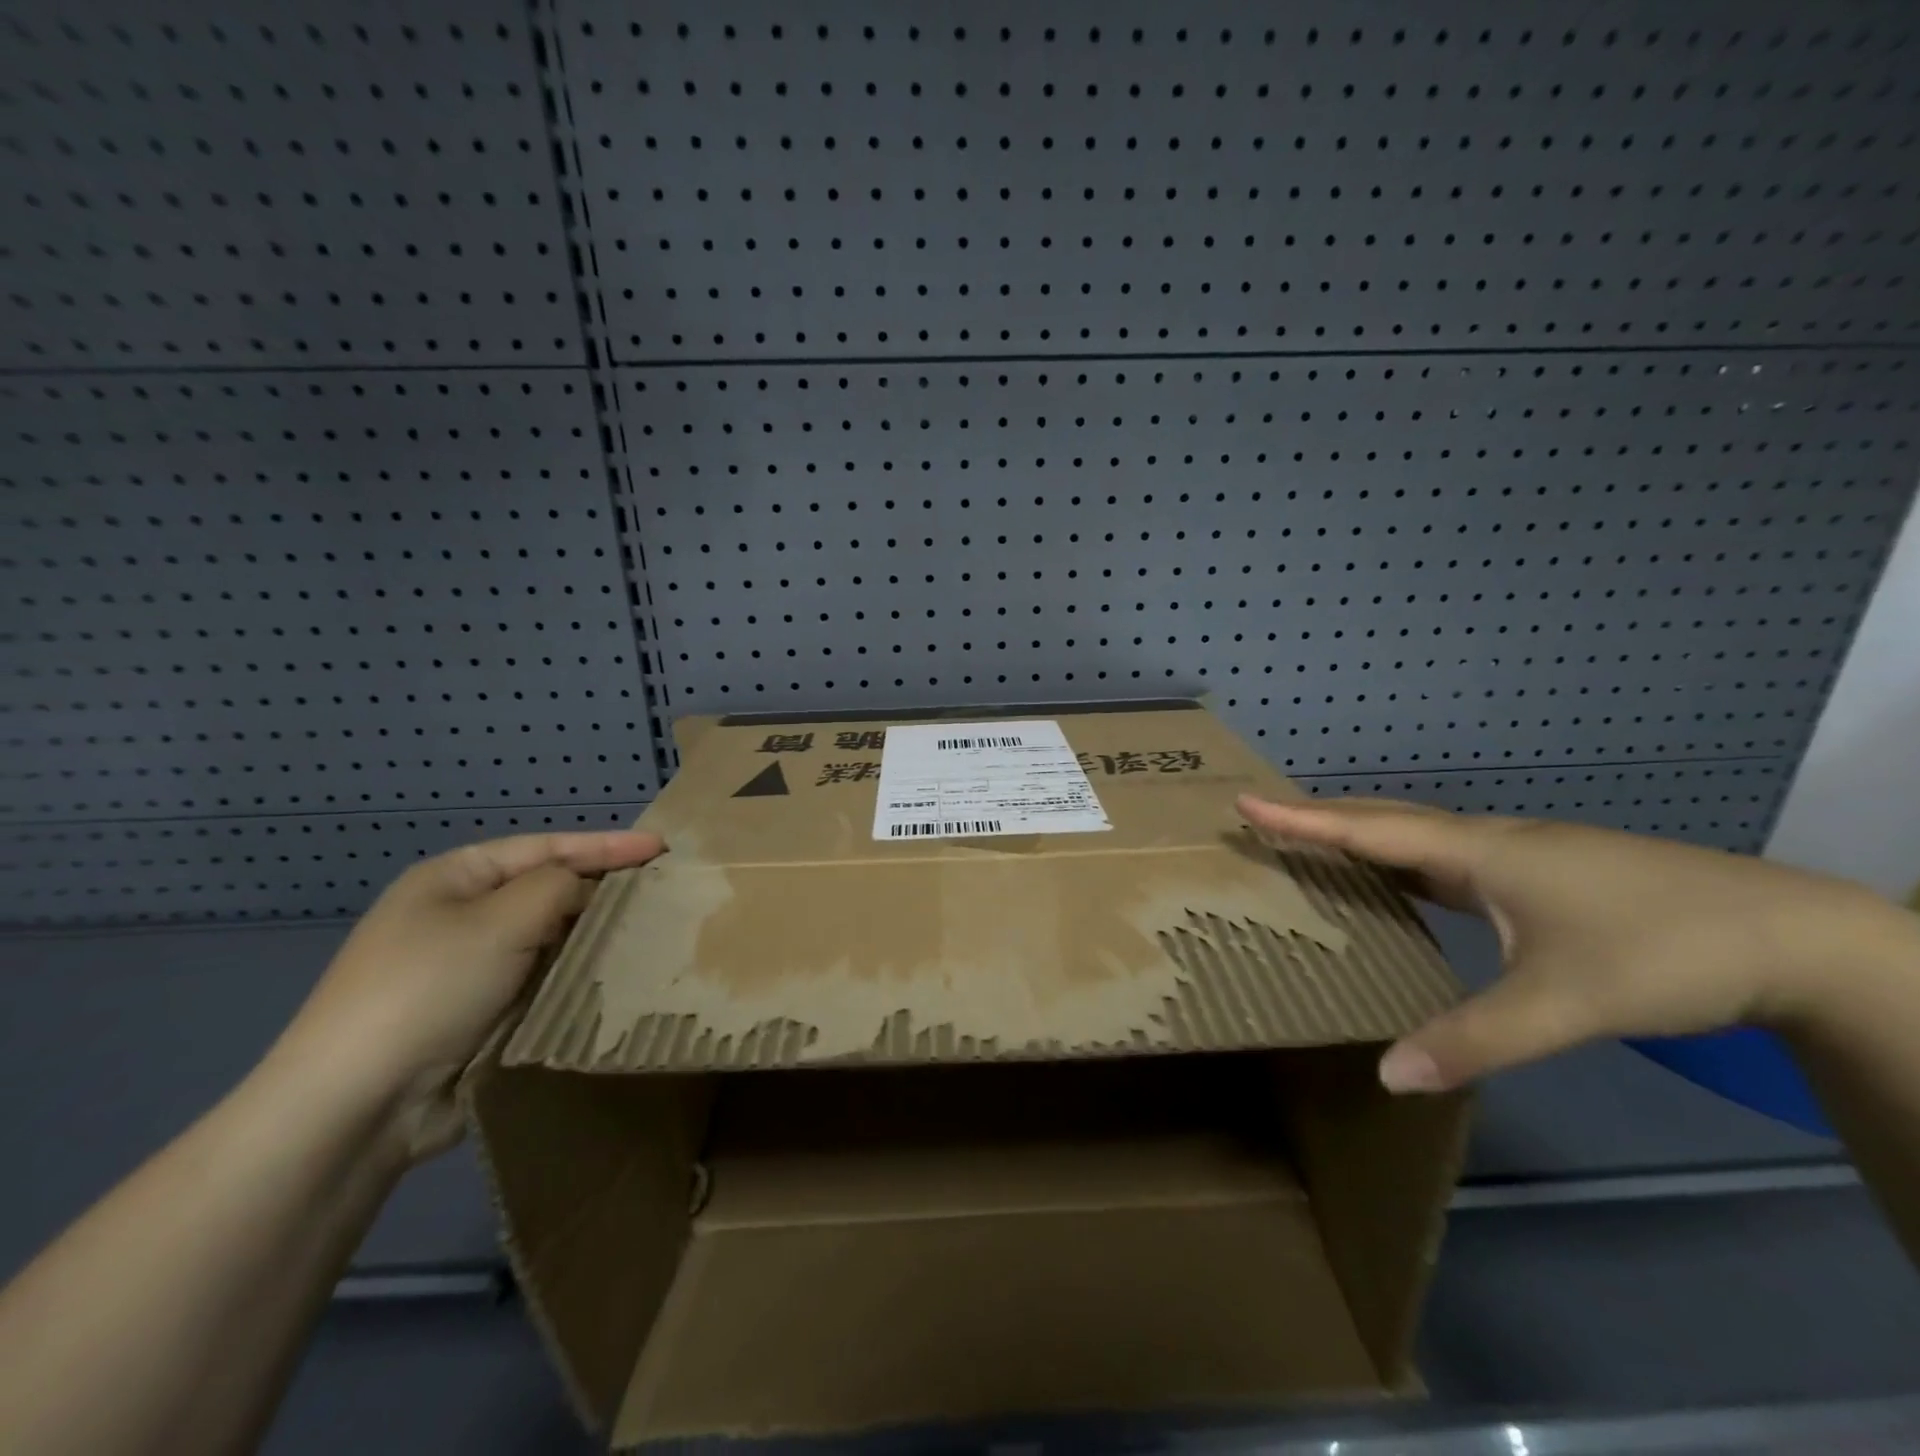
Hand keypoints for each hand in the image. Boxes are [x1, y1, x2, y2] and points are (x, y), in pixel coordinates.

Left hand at [278, 830, 664, 1157]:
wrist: (356, 1105)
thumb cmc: (429, 988)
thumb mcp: (501, 919)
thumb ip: (559, 886)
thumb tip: (586, 890)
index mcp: (453, 878)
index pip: (545, 847)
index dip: (607, 844)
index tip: (661, 846)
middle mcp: (458, 916)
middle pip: (547, 890)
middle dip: (601, 889)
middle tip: (660, 889)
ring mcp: (466, 968)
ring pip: (548, 939)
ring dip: (590, 937)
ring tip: (647, 931)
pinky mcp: (478, 1014)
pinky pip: (540, 980)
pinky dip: (573, 976)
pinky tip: (609, 978)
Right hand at [1237, 794, 1905, 1095]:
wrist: (1793, 936)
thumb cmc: (1663, 952)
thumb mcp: (1564, 1004)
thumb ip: (1474, 1039)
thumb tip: (1388, 1074)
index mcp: (1479, 852)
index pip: (1369, 829)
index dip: (1303, 819)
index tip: (1246, 801)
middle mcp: (1489, 840)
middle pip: (1386, 818)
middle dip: (1321, 816)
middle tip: (1266, 817)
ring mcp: (1519, 854)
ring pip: (1419, 835)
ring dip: (1362, 835)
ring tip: (1315, 845)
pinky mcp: (1542, 873)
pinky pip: (1446, 856)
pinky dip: (1403, 860)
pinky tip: (1404, 884)